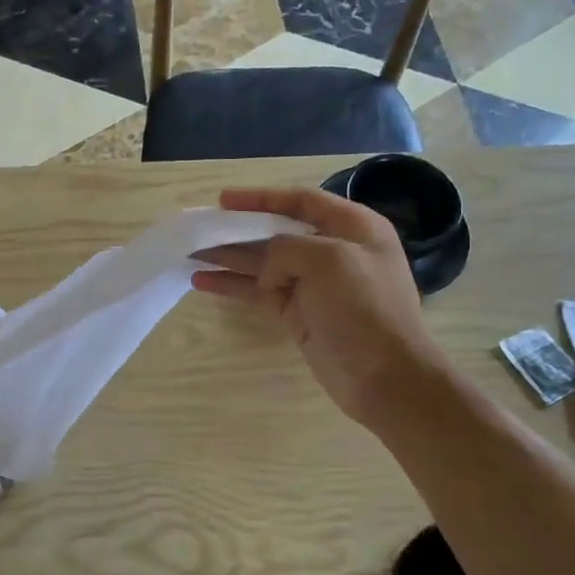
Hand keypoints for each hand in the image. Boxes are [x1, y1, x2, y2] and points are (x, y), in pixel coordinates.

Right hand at [193, 187, 447, 426]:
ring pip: (260, 263)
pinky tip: (202, 282)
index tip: (223, 200)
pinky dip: (231, 286)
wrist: (384, 376)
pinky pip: (257, 292)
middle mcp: (331, 250)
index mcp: (351, 227)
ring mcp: (313, 285)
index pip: (300, 201)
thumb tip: (267, 270)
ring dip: (227, 258)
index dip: (261, 198)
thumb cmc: (365, 308)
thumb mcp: (329, 260)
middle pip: (275, 232)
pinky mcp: (297, 313)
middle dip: (237, 230)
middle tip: (199, 229)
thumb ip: (286, 249)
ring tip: (189, 254)